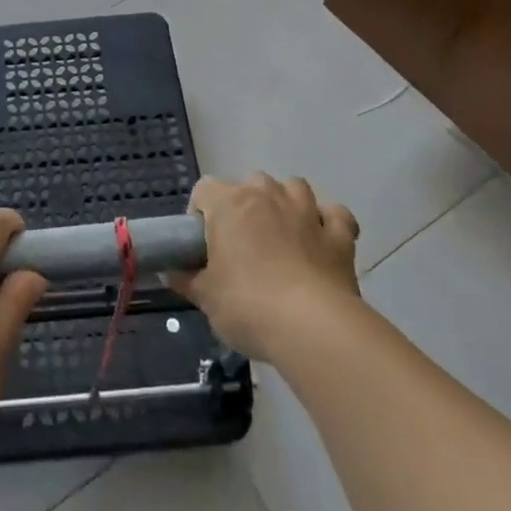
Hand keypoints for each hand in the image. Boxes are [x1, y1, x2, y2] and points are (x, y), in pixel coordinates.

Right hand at [171, 173, 360, 360]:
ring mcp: (307, 211)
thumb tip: (171, 271)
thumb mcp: (205, 298)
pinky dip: (328, 222)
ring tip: (281, 233)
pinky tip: (322, 239)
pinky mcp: (339, 235)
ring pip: (294, 187)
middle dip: (244, 204)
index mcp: (229, 204)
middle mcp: (268, 196)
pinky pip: (336, 215)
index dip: (200, 213)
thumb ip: (186, 279)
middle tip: (240, 243)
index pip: (204, 189)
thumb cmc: (248, 306)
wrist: (312, 328)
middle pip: (251, 182)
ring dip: (286, 202)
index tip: (202, 244)